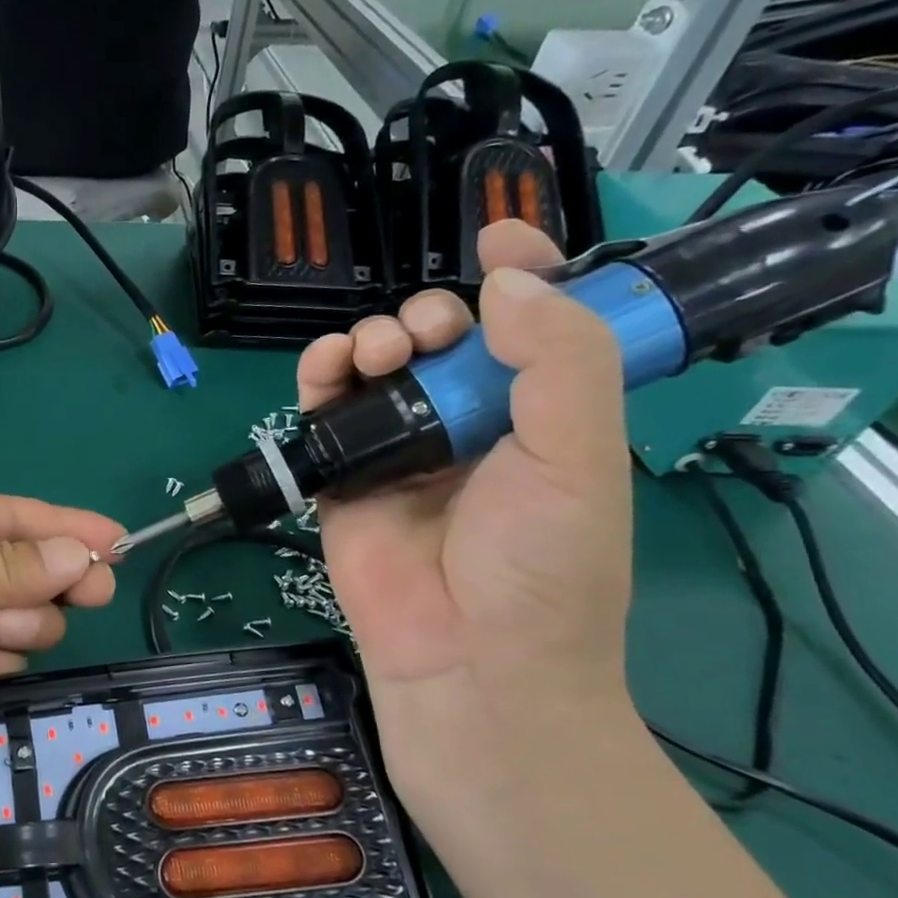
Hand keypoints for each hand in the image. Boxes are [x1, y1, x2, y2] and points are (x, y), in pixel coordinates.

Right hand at [295, 222, 636, 804]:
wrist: (466, 658)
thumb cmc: (540, 564)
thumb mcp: (579, 456)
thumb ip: (558, 361)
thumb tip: (506, 281)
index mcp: (536, 416)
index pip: (529, 330)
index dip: (519, 277)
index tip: (497, 239)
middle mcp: (466, 425)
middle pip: (440, 341)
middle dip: (429, 317)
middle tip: (425, 335)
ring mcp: (399, 450)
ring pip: (376, 370)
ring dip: (371, 340)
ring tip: (375, 352)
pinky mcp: (341, 476)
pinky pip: (323, 412)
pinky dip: (318, 378)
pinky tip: (326, 366)